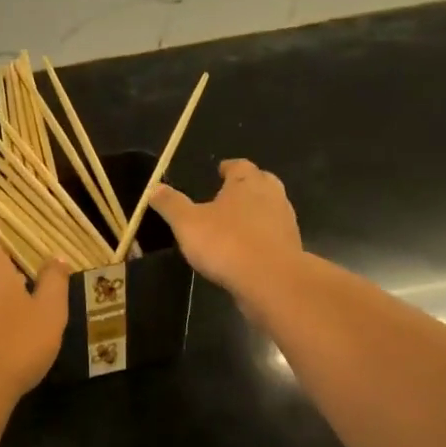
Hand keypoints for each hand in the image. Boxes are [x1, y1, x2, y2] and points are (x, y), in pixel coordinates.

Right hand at [149, 159, 302, 298]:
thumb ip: (171, 204)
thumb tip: (154, 187)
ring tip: (236, 223)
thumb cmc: (226, 243)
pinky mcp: (291, 247)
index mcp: (246, 183)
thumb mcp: (187, 223)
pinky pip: (274, 234)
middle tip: (229, 194)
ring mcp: (285, 222)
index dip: (228, 167)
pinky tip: (247, 249)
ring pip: (271, 208)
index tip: (220, 171)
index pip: (240, 166)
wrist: (271, 281)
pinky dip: (262, 236)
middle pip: (262, 182)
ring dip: (256, 212)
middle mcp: (271, 196)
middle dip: (246, 186)